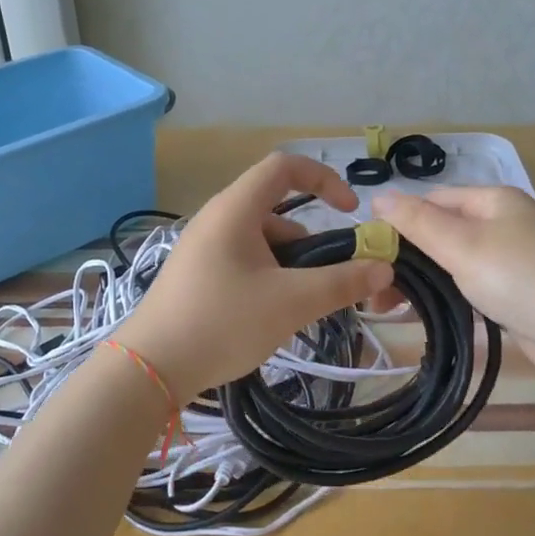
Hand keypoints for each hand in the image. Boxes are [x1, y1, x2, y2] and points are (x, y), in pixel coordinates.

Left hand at [116, 154, 393, 402]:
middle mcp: (217, 218)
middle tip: (329, 279)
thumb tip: (384, 266)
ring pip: (261, 240)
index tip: (350, 213)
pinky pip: (244, 261)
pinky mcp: (197, 274)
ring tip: (301, 306)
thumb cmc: (222, 323)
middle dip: (311, 240)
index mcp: (235, 209)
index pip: (285, 167)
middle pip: (276, 209)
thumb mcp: (291, 302)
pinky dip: (268, 276)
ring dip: (291, 264)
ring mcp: (203, 247)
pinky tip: (272, 315)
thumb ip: (342, 282)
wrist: (150, 368)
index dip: (324, 179)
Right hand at [373, 186, 534, 384]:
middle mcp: (503, 223)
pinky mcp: (518, 292)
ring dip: (423, 279)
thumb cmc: (523, 278)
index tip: (367, 253)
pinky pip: (472, 285)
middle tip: (373, 291)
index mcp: (492, 200)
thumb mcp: (463, 245)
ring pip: (454, 261)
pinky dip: (447, 295)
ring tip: (388, 306)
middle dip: (407, 257)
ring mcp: (513, 258)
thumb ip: (418, 222)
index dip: (397, 221)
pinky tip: (425, 314)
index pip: (431, 200)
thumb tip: (378, 197)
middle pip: (441, 231)